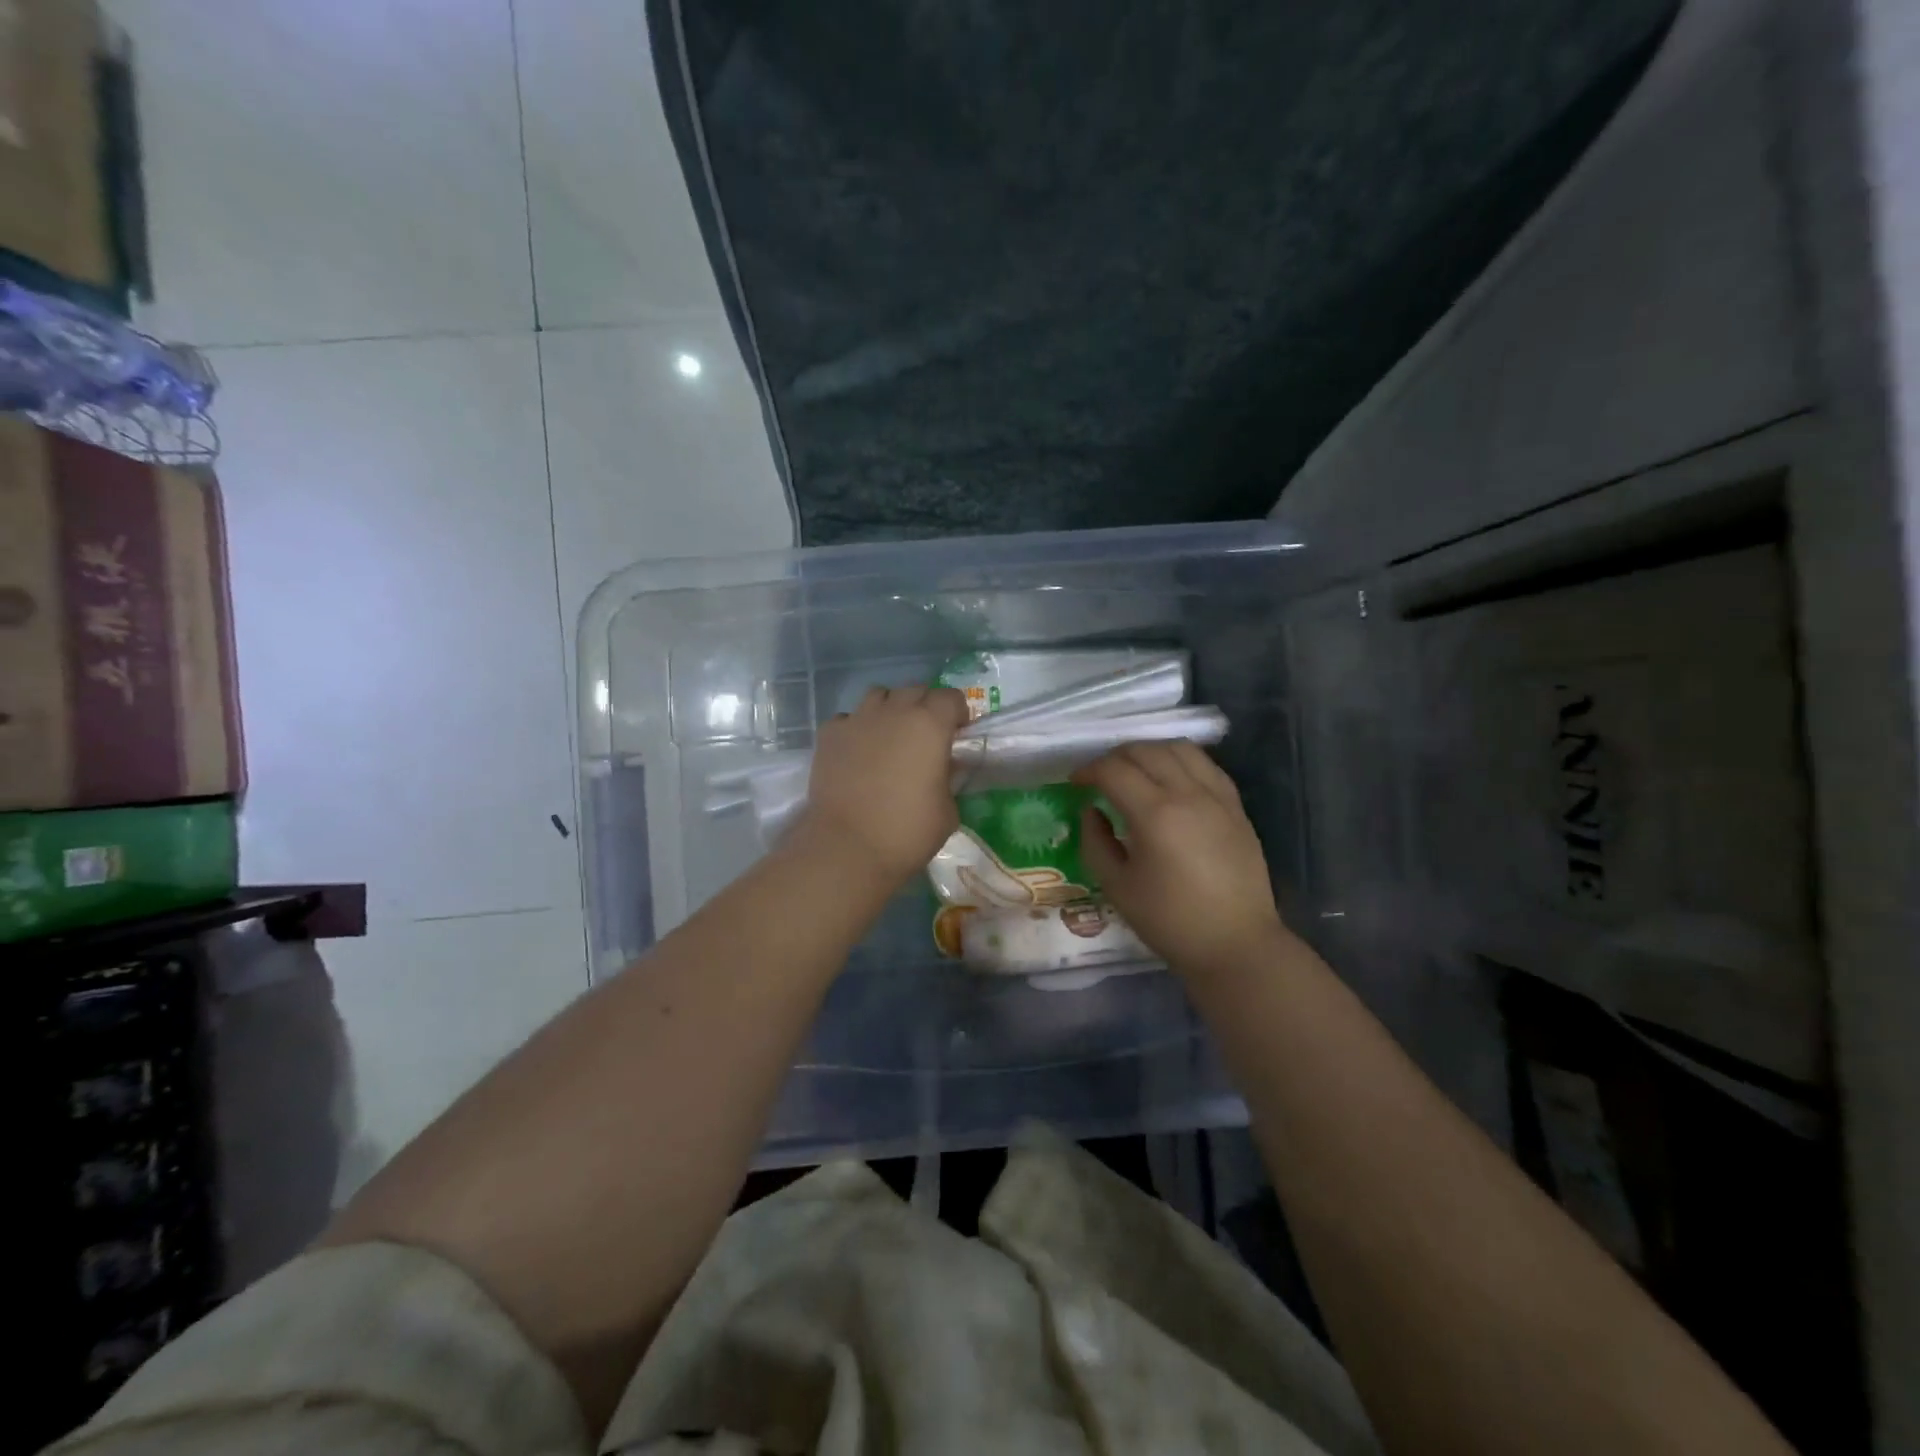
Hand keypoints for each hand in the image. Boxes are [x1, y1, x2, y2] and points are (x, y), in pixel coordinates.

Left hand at [797, 684, 969, 889]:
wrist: (847, 847)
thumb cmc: (907, 832)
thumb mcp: (948, 810)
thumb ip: (948, 779)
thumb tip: (942, 770)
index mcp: (930, 724)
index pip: (951, 697)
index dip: (957, 713)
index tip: (957, 734)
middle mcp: (894, 711)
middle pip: (915, 690)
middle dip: (925, 707)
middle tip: (926, 737)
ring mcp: (857, 719)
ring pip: (879, 696)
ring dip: (890, 709)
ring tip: (890, 737)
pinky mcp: (829, 735)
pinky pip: (849, 718)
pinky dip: (857, 728)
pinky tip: (858, 752)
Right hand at [1073, 741, 1288, 976]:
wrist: (1235, 944)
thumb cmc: (1170, 921)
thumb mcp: (1117, 887)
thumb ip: (1095, 842)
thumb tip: (1091, 811)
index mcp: (1154, 814)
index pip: (1113, 770)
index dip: (1088, 770)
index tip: (1075, 783)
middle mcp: (1187, 794)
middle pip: (1144, 751)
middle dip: (1114, 757)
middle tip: (1100, 777)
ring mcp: (1217, 796)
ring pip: (1179, 748)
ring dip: (1149, 751)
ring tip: (1135, 771)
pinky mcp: (1236, 805)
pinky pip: (1206, 764)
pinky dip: (1181, 761)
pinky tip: (1171, 779)